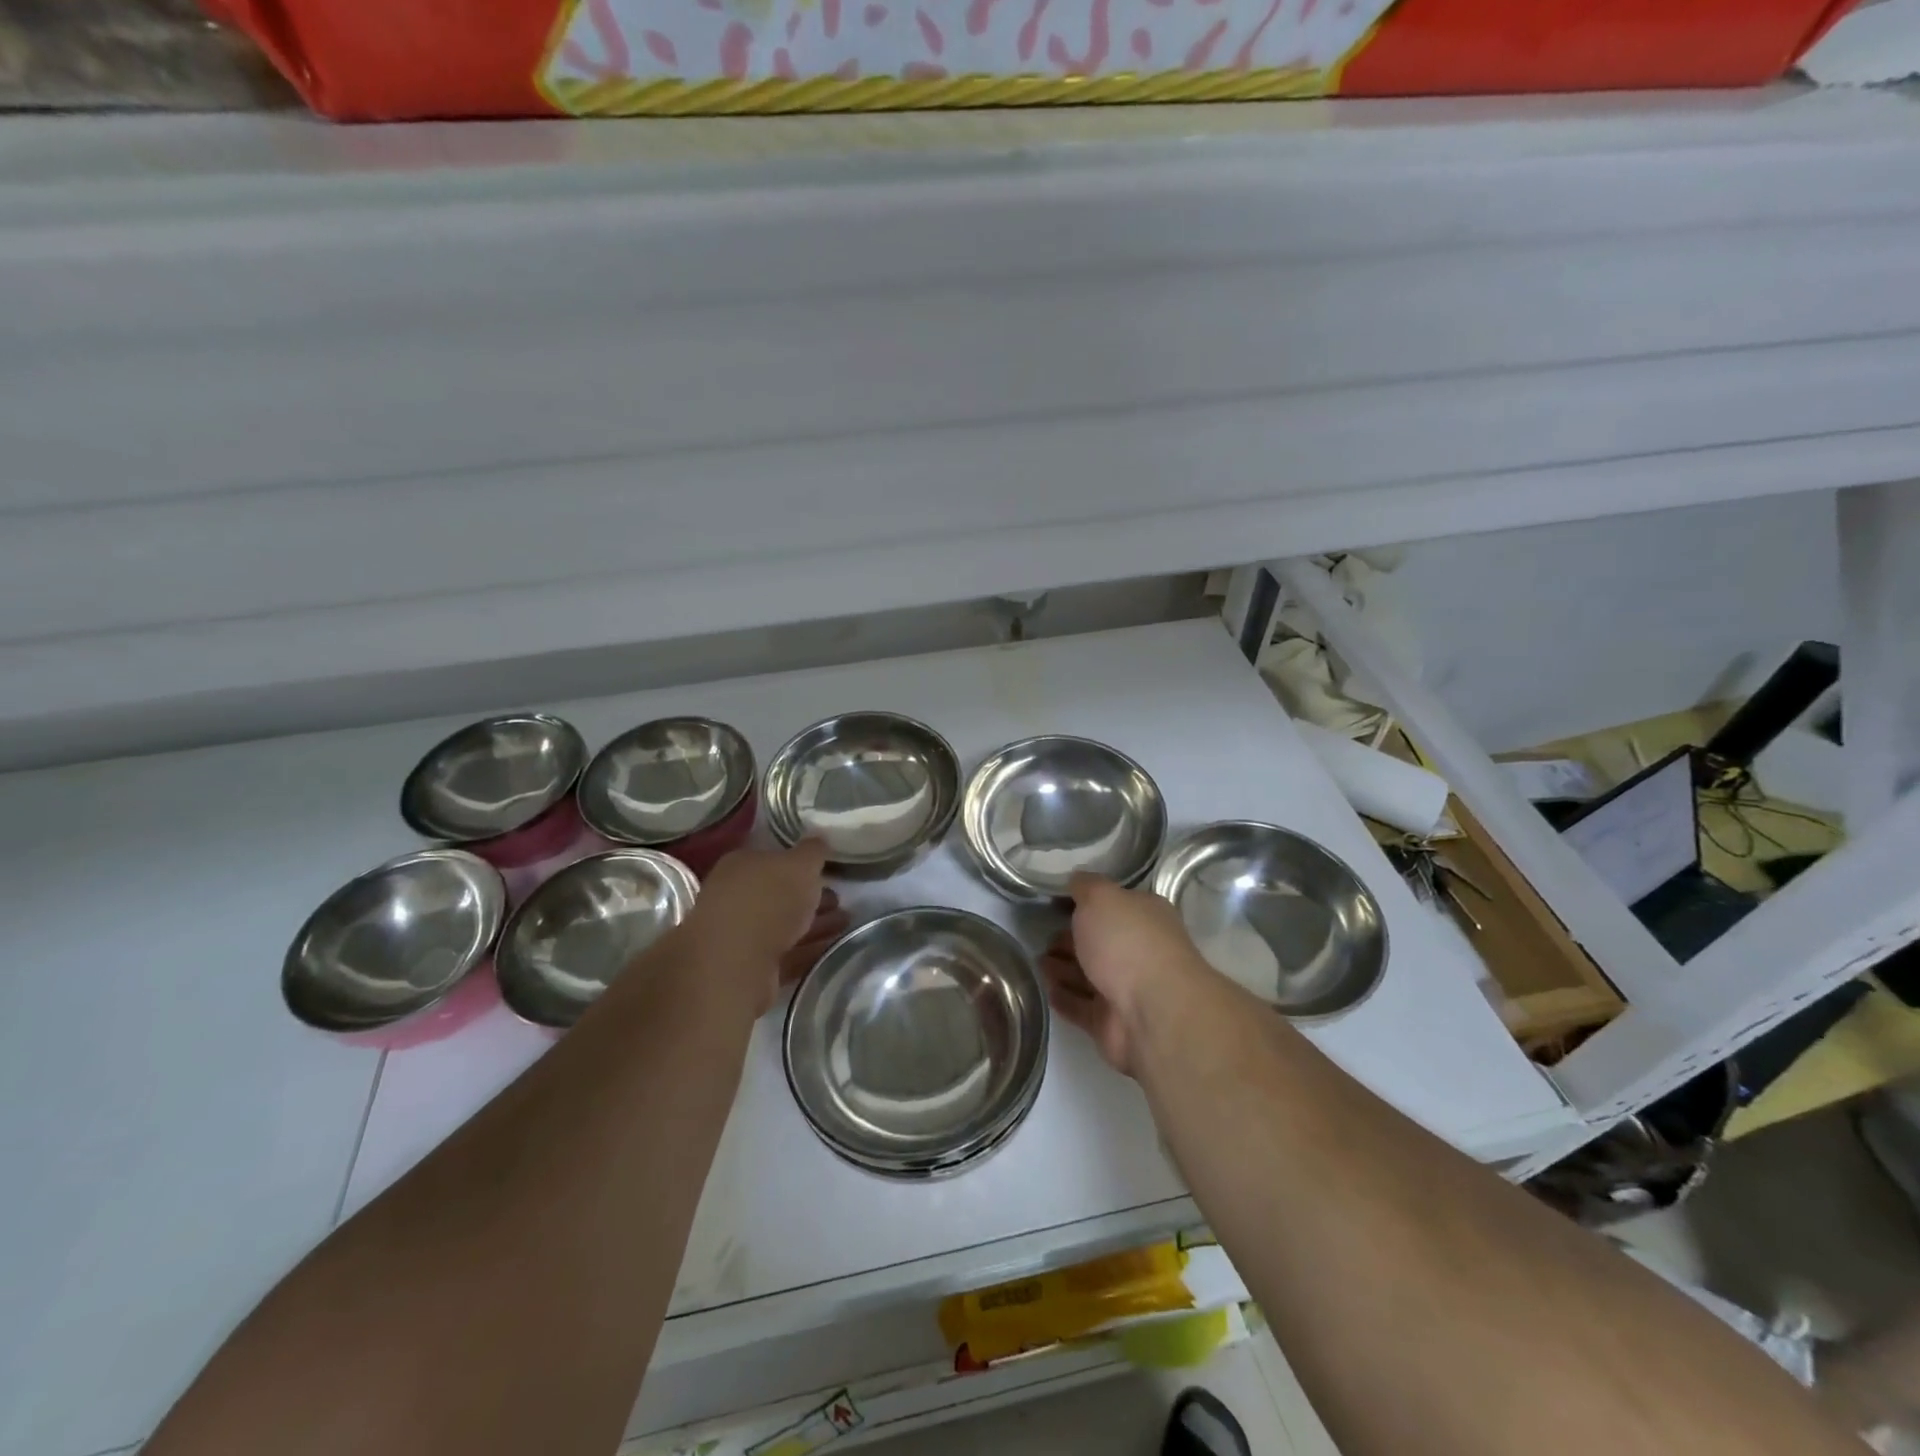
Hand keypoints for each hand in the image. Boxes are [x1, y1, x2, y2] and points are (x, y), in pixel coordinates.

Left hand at [684, 840, 850, 1015]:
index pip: (773, 858)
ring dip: (815, 923)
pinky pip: (787, 954)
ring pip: (785, 925)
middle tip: (840, 898)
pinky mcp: (750, 969)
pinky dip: (809, 949)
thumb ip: (813, 851)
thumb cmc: (767, 900)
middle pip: (779, 893)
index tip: (828, 869)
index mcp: (741, 865)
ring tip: (846, 923)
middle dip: (810, 896)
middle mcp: (735, 897)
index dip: (801, 864)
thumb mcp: (800, 864)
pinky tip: (834, 947)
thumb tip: (819, 840)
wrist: (735, 963)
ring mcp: (740, 935)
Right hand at [1040, 873, 1210, 1076]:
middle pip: (1099, 942)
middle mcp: (1139, 951)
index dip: (1086, 904)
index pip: (1113, 906)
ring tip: (1037, 962)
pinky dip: (1064, 998)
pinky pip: (1082, 1007)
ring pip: (1088, 976)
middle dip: (1070, 939)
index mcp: (1145, 917)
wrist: (1152, 1012)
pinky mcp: (1111, 1024)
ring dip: (1062, 969)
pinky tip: (1046, 989)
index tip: (1056, 904)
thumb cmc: (1127, 942)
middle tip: (1042, 937)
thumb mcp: (1102, 897)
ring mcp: (1126, 990)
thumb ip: (1086, 886)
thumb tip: (1076, 879)